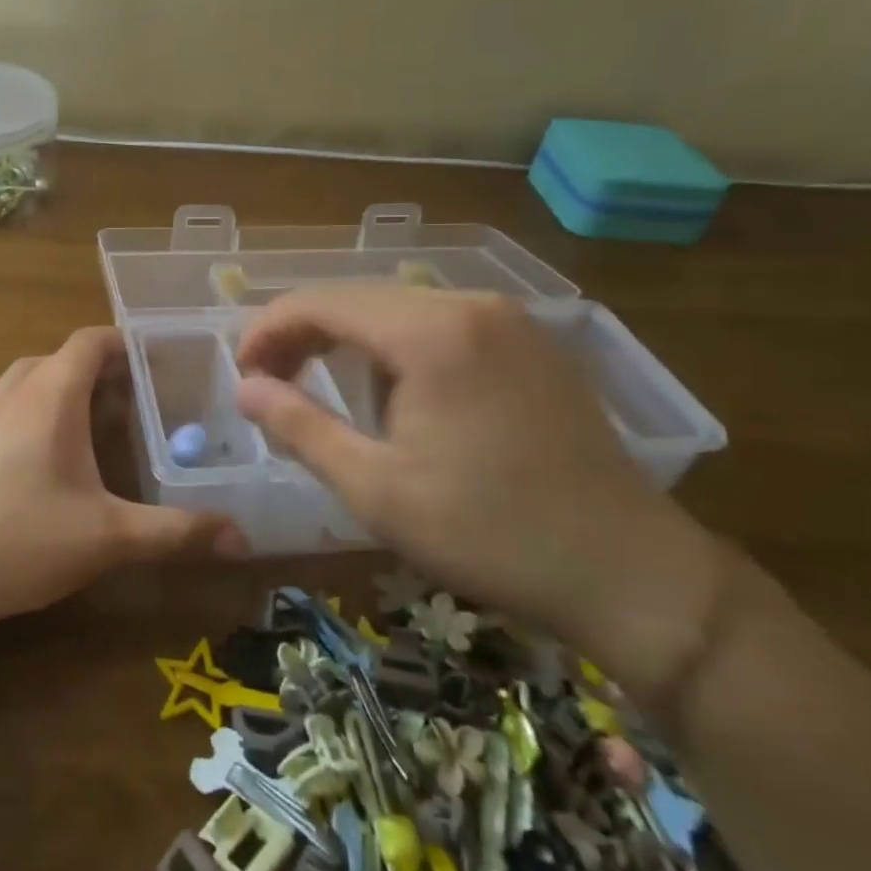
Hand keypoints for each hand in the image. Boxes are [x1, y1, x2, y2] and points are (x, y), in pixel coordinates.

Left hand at [0, 327, 246, 624]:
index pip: (89, 342)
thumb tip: (241, 536)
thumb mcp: (107, 538)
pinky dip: (17, 399)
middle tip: (135, 396)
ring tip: (86, 410)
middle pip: (59, 356)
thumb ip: (175, 532)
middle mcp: (12, 393)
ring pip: (23, 374)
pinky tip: (24, 427)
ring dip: (56, 380)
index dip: (123, 342)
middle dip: (98, 367)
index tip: (156, 360)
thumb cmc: (21, 540)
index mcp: (51, 397)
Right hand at [233, 287, 723, 704]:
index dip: (269, 329)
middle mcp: (470, 306)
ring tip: (317, 383)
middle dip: (303, 332)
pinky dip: (394, 345)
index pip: (322, 302)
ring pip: (398, 308)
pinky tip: (388, 388)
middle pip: (359, 298)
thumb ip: (300, 427)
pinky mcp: (530, 343)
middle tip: (268, 380)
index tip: (241, 371)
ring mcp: (509, 320)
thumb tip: (245, 388)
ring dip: (347, 338)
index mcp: (431, 333)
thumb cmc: (489, 534)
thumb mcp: (376, 489)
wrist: (629, 572)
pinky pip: (440, 323)